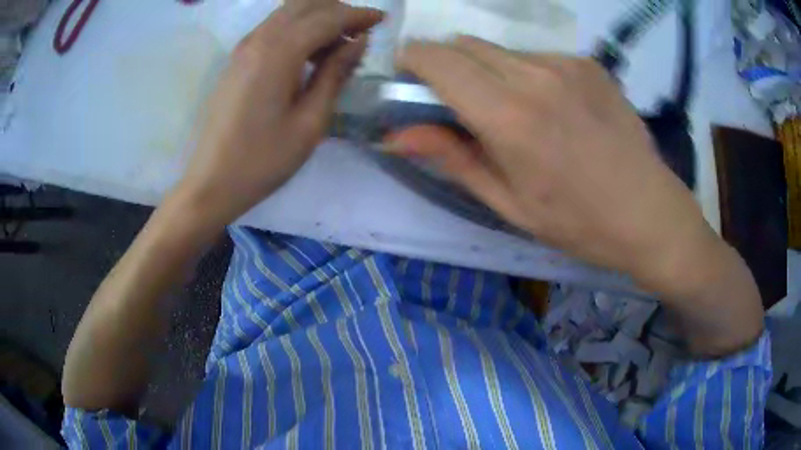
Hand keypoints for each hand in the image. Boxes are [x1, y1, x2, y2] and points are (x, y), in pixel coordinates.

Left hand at [171, 1, 383, 232]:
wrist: (211, 182)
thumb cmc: (263, 160)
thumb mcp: (310, 122)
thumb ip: (335, 73)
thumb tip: (359, 41)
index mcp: (277, 53)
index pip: (326, 17)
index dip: (357, 15)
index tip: (382, 20)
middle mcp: (258, 39)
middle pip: (305, 4)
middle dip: (338, 9)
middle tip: (361, 29)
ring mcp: (243, 47)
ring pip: (287, 12)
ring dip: (318, 17)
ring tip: (339, 42)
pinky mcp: (237, 59)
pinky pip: (273, 27)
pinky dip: (298, 28)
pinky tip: (310, 51)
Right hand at [389, 37, 722, 292]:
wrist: (650, 212)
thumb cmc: (579, 222)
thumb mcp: (509, 204)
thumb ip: (452, 158)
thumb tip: (396, 135)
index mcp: (508, 116)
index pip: (437, 60)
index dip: (411, 59)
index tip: (406, 75)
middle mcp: (533, 75)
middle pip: (463, 44)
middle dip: (446, 64)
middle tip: (456, 101)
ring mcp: (565, 63)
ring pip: (499, 49)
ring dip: (486, 69)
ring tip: (512, 110)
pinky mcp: (588, 62)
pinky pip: (536, 56)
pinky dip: (525, 72)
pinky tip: (550, 106)